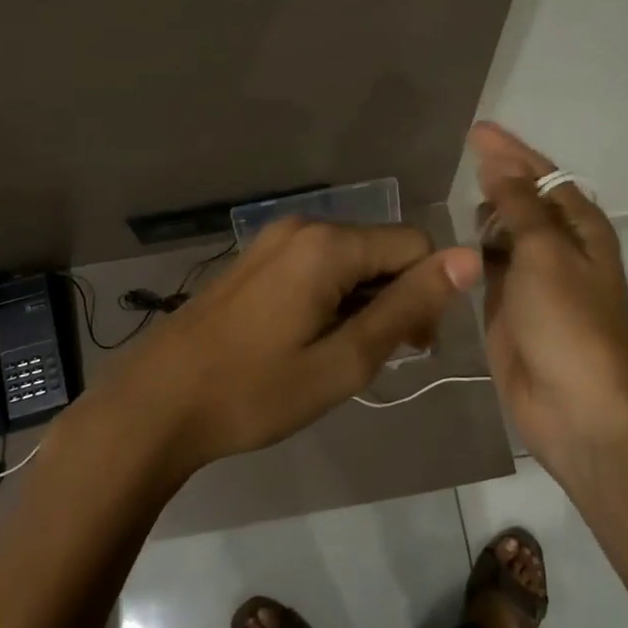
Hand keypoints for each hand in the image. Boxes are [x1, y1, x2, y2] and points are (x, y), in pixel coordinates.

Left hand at [105, 217, 481, 480]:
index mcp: (328, 244)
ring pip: (350, 258)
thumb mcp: (344, 359)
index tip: (409, 349)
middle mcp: (303, 225)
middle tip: (373, 358)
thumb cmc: (256, 391)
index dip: (427, 295)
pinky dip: (332, 296)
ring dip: (363, 301)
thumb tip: (468, 258)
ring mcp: (273, 239)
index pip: (415, 246)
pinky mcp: (255, 257)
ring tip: (337, 355)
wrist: (159, 402)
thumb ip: (408, 306)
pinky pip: (316, 264)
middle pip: (381, 248)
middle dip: (395, 297)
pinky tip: (308, 339)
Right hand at [469, 121, 627, 479]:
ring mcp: (532, 280)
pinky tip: (451, 242)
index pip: (542, 175)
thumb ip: (519, 206)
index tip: (475, 130)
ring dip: (484, 215)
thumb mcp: (545, 254)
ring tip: (452, 193)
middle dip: (497, 178)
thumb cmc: (570, 324)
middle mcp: (558, 248)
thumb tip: (499, 163)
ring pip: (503, 234)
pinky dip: (472, 252)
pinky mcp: (507, 308)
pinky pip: (488, 267)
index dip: (510, 151)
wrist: (578, 410)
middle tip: (460, 158)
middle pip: (523, 201)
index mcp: (580, 229)